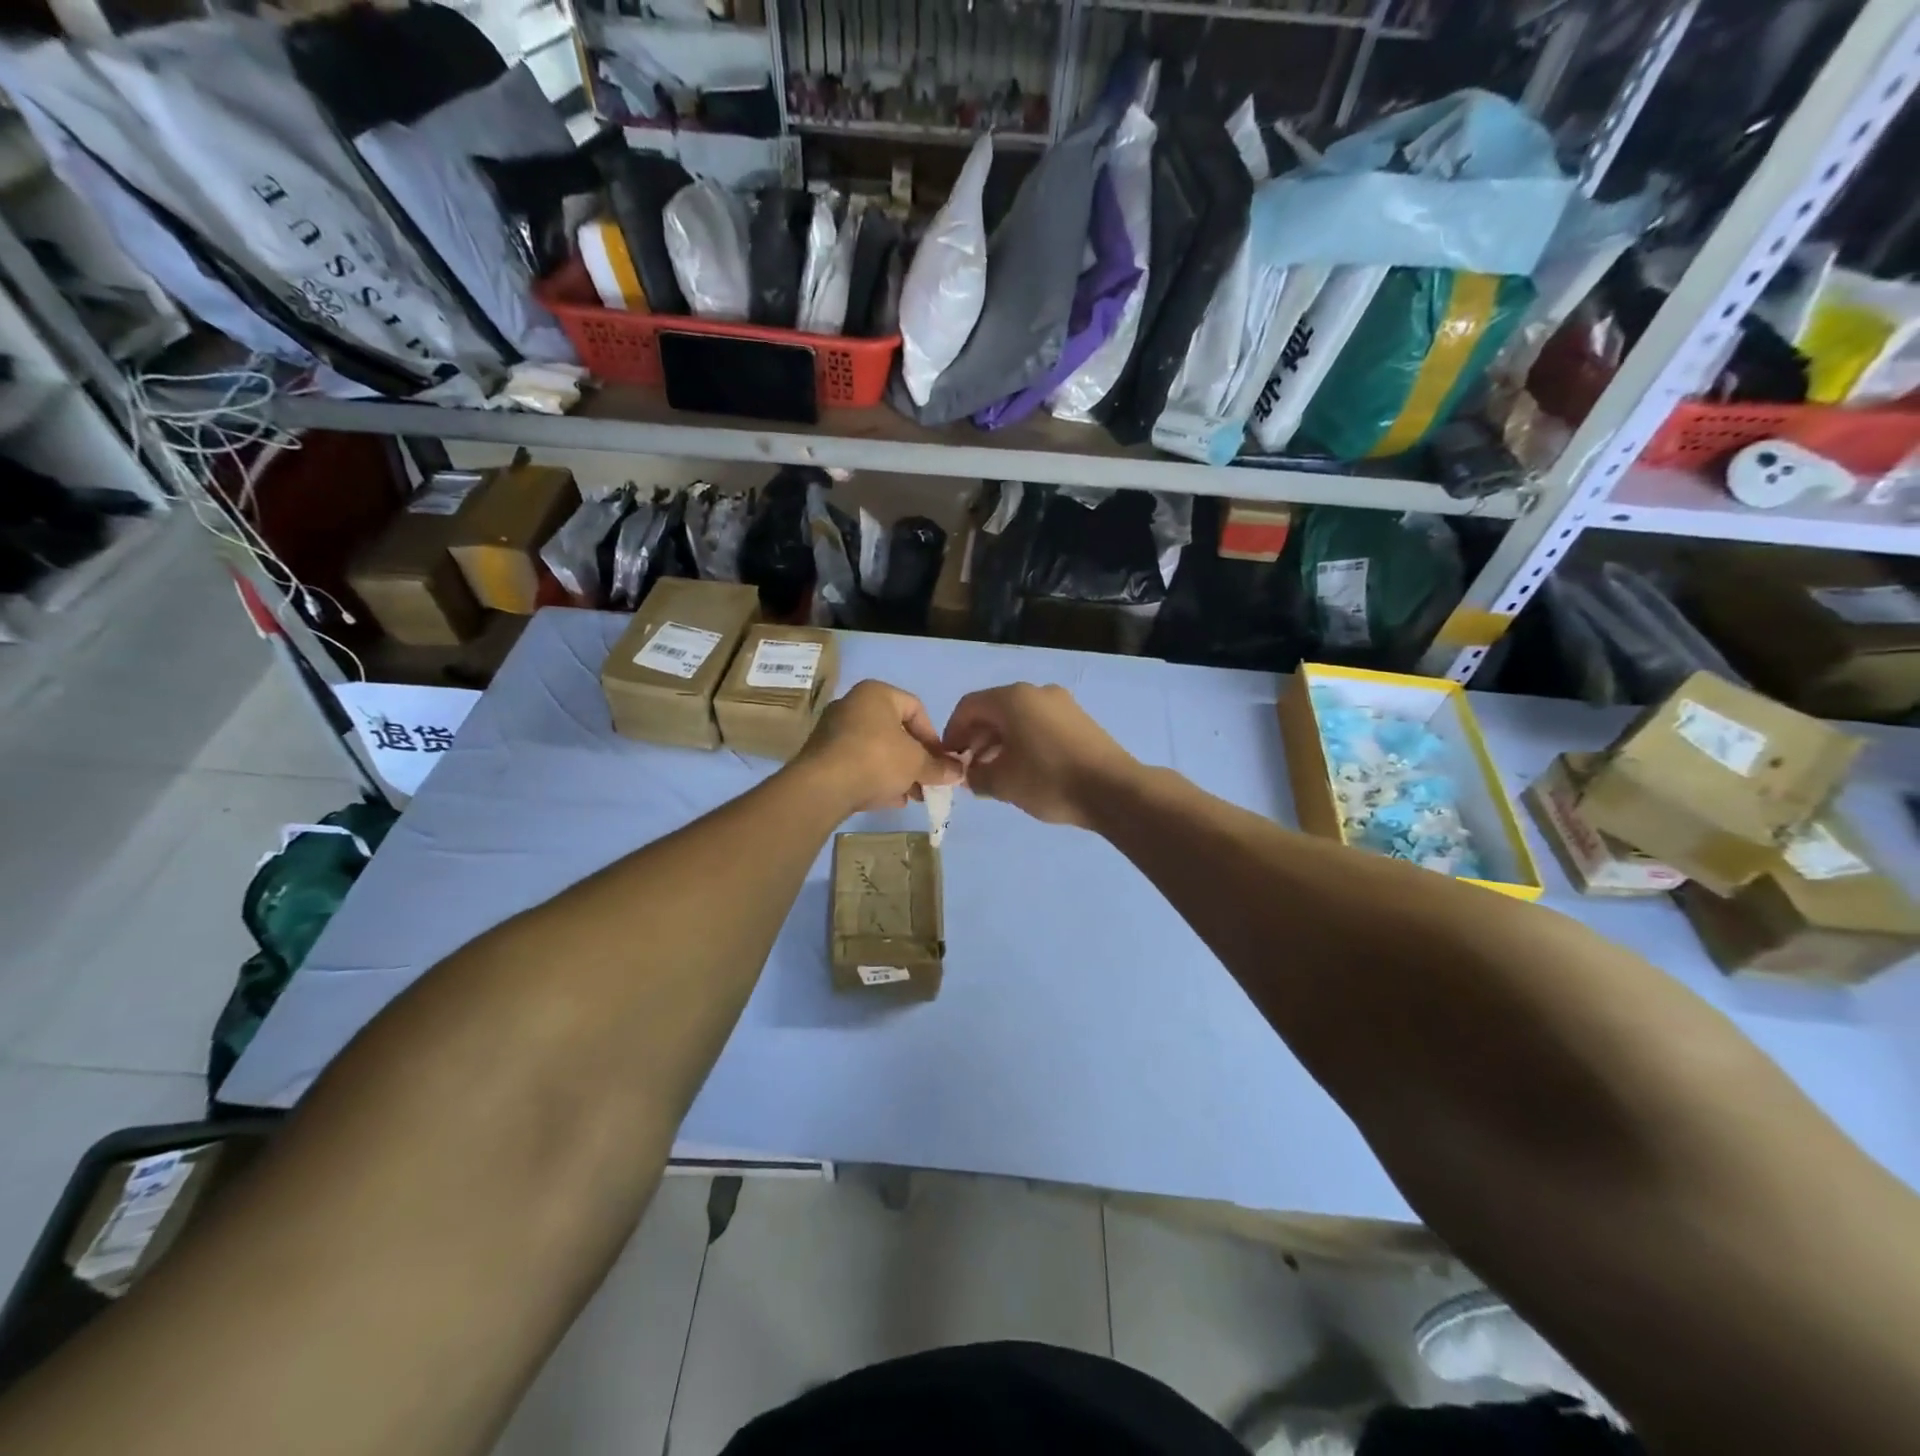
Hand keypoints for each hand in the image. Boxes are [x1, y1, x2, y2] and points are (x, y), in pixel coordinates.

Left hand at [794, 680, 964, 814]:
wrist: (823, 787)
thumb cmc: (877, 759)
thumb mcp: (917, 763)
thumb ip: (939, 767)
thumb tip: (959, 772)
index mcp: (876, 694)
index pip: (916, 709)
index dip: (934, 737)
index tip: (941, 762)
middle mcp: (852, 705)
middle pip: (895, 732)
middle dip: (916, 759)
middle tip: (928, 781)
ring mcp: (833, 731)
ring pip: (876, 750)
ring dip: (898, 772)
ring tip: (912, 795)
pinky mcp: (822, 757)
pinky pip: (858, 764)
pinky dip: (875, 778)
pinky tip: (890, 799)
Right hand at [942, 683, 1135, 828]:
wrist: (1113, 790)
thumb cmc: (1048, 780)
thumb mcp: (1002, 783)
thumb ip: (976, 776)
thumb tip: (970, 774)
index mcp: (1012, 698)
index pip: (968, 707)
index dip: (952, 733)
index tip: (950, 759)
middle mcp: (1036, 692)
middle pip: (994, 710)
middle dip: (976, 739)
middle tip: (971, 770)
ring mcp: (1062, 704)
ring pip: (1018, 718)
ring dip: (1000, 743)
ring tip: (995, 774)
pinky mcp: (1079, 720)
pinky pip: (1039, 725)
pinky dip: (1024, 742)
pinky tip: (1025, 771)